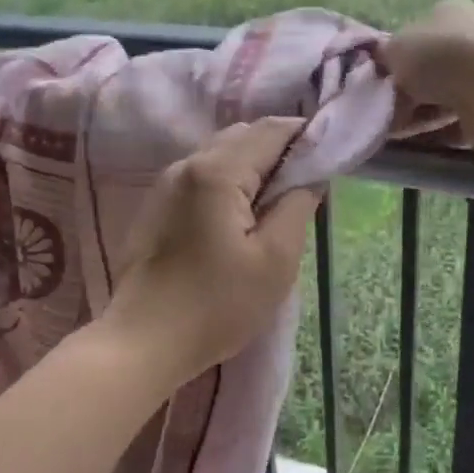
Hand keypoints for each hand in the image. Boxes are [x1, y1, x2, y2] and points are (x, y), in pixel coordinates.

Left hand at [102, 119, 320, 383]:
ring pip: (219, 155)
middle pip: (242, 137)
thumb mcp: (275, 260)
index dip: (306, 138)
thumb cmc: (216, 306)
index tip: (330, 161)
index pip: (271, 130)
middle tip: (305, 188)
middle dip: (278, 152)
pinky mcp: (156, 207)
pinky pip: (200, 177)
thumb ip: (297, 206)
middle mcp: (186, 165)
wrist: (143, 342)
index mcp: (217, 171)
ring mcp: (165, 185)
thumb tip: (310, 176)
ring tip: (274, 206)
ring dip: (252, 168)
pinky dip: (227, 184)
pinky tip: (238, 220)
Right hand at [378, 0, 473, 119]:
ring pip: (444, 95)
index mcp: (450, 11)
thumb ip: (384, 56)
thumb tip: (383, 61)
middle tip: (387, 110)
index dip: (396, 59)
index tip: (382, 82)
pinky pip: (460, 118)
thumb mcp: (394, 49)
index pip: (417, 34)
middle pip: (431, 68)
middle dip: (408, 91)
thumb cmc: (438, 57)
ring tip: (399, 130)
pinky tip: (423, 140)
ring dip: (421, 113)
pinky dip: (440, 130)